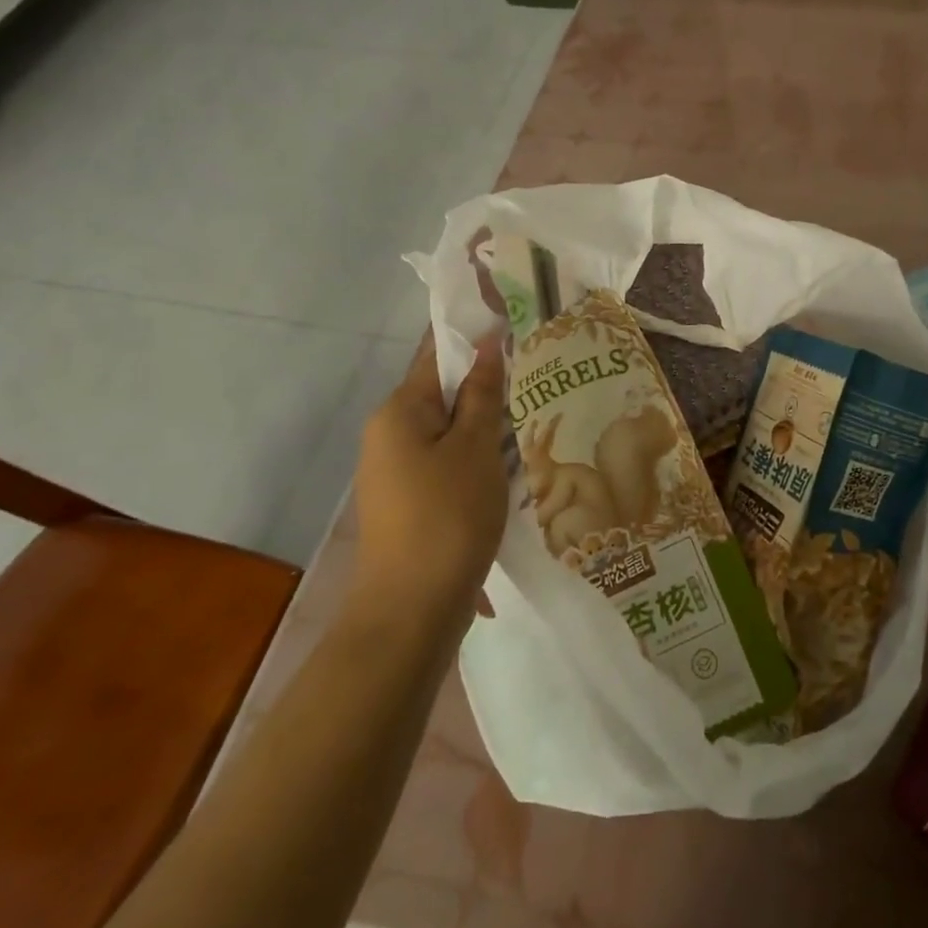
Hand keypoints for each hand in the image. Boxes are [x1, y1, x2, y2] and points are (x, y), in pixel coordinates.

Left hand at [353, 329, 508, 615]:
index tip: (512, 317)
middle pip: (443, 390)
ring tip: (534, 412)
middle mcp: (389, 433)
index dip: (473, 332)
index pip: (437, 352)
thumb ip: (481, 393)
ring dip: (486, 421)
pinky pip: (448, 458)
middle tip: (538, 373)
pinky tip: (513, 460)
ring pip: (449, 427)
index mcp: (399, 411)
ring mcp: (397, 469)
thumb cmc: (448, 516)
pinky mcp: (411, 499)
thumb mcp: (475, 448)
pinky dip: (478, 452)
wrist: (411, 610)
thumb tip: (487, 343)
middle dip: (487, 382)